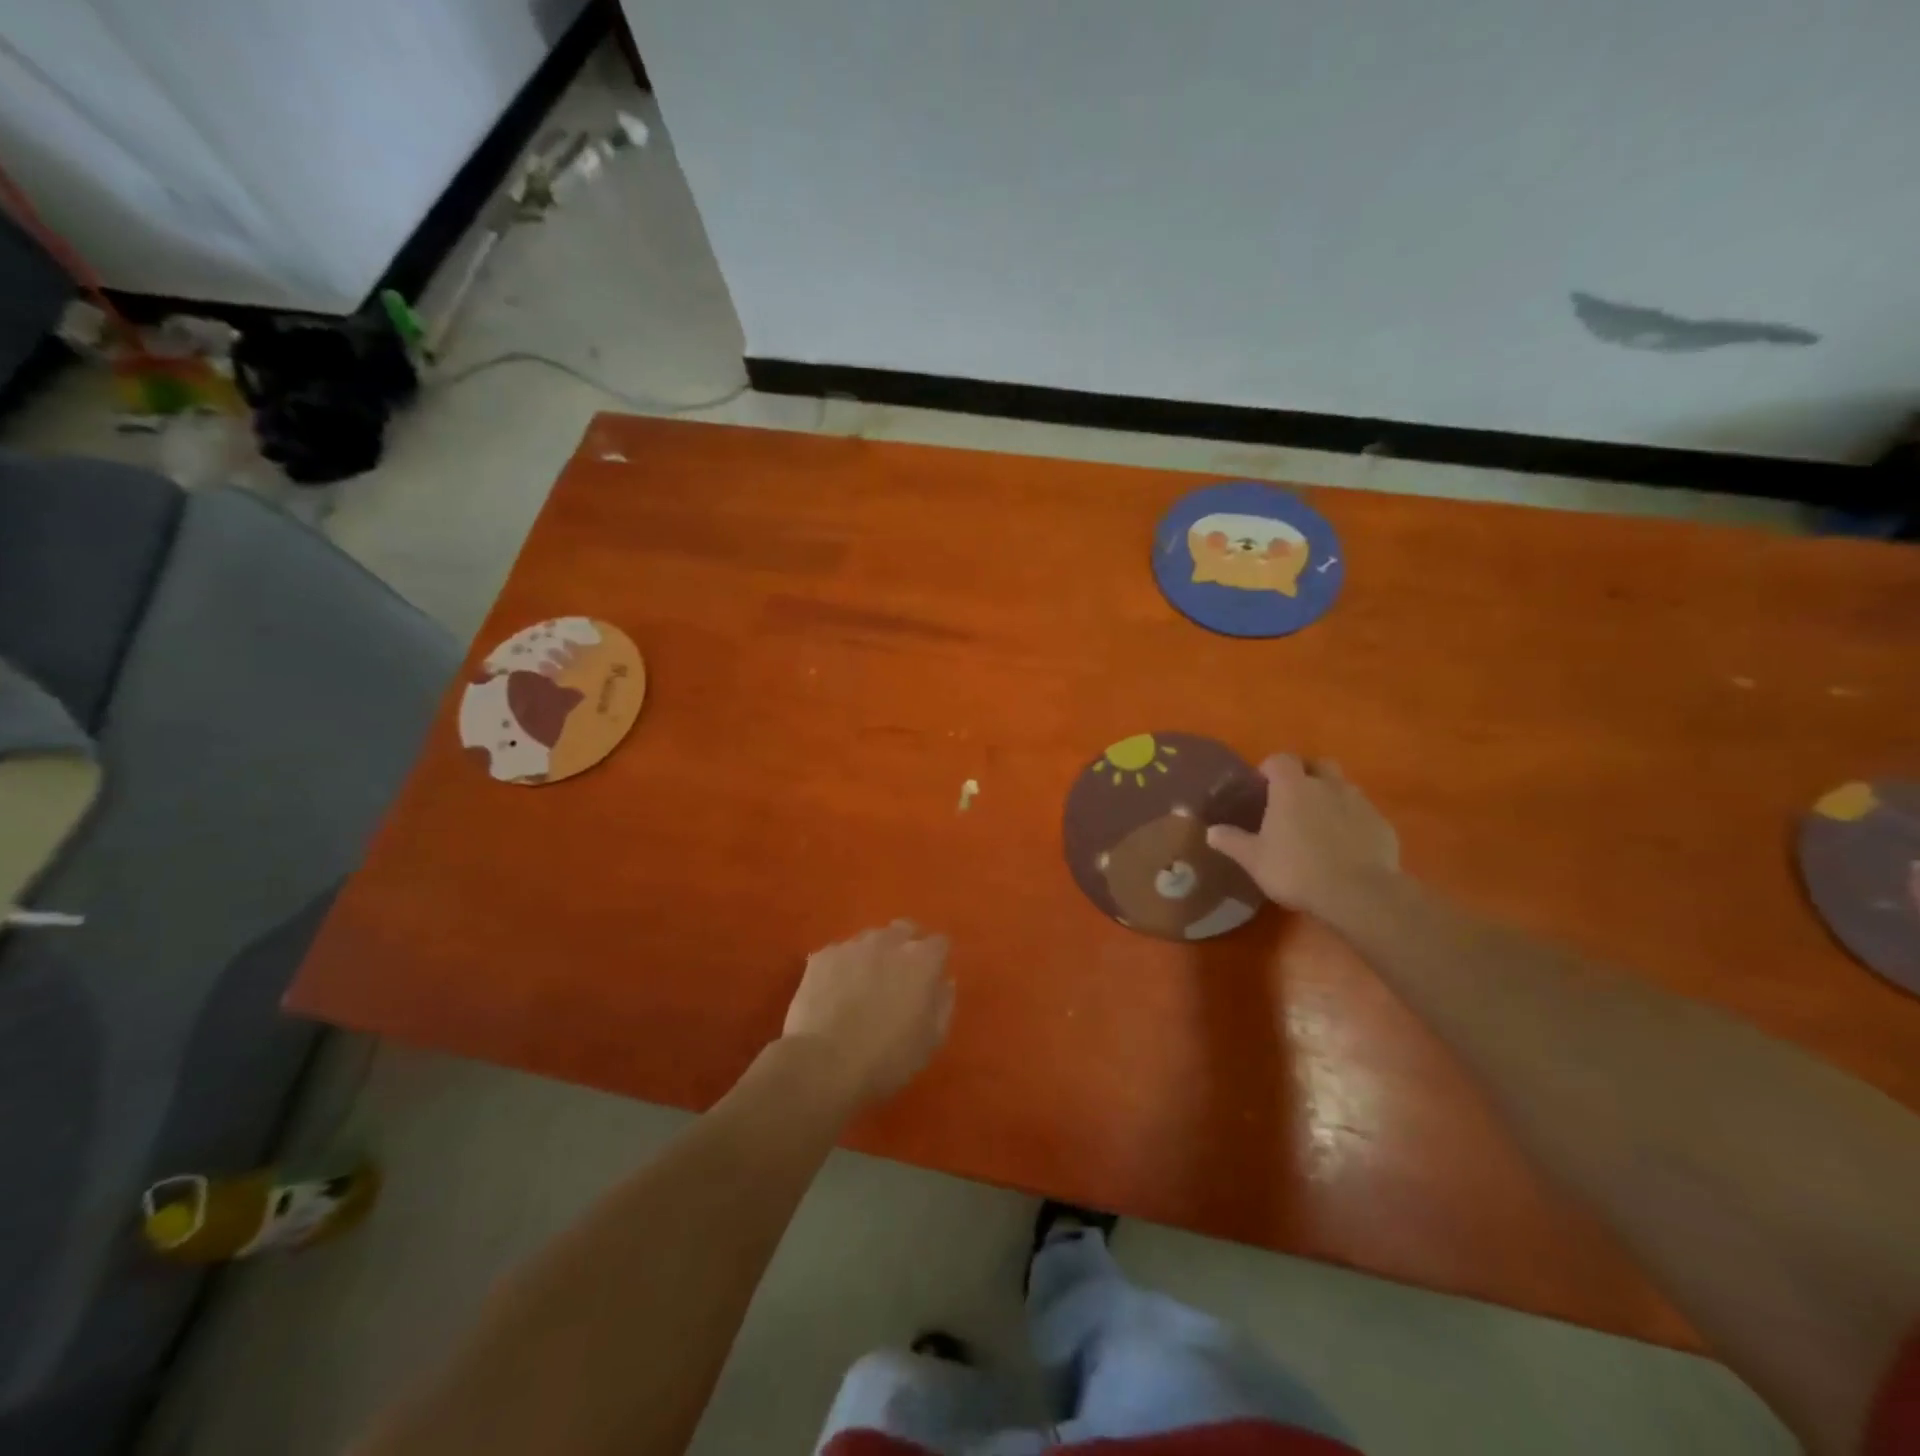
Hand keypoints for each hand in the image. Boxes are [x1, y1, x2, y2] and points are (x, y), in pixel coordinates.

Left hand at [783, 921, 953, 1104]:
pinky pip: (839, 954)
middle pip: (904, 930)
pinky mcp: (822, 956)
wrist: (823, 1065)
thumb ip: (943, 1004)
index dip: (936, 959)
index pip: (939, 943)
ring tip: (863, 985)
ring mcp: (852, 946)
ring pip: (869, 939)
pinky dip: (842, 968)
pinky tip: (834, 993)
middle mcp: (889, 942)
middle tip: (898, 976)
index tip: (931, 978)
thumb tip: (944, 982)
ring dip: (873, 955)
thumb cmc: (887, 1059)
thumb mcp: (930, 1041)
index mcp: (922, 960)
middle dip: (905, 946)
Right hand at [1206, 755, 1400, 919]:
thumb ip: (1232, 841)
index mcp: (1293, 787)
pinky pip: (1363, 813)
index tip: (1262, 785)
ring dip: (1331, 796)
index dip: (1270, 768)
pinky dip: (1353, 821)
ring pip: (1344, 787)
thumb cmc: (1297, 870)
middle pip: (1319, 764)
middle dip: (1306, 773)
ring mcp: (1359, 803)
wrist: (1359, 894)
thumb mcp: (1254, 859)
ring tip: (1320, 823)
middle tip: (1293, 798)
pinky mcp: (1382, 825)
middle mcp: (1328, 785)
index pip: (1281, 759)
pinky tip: (1345, 846)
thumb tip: (1210, 831)